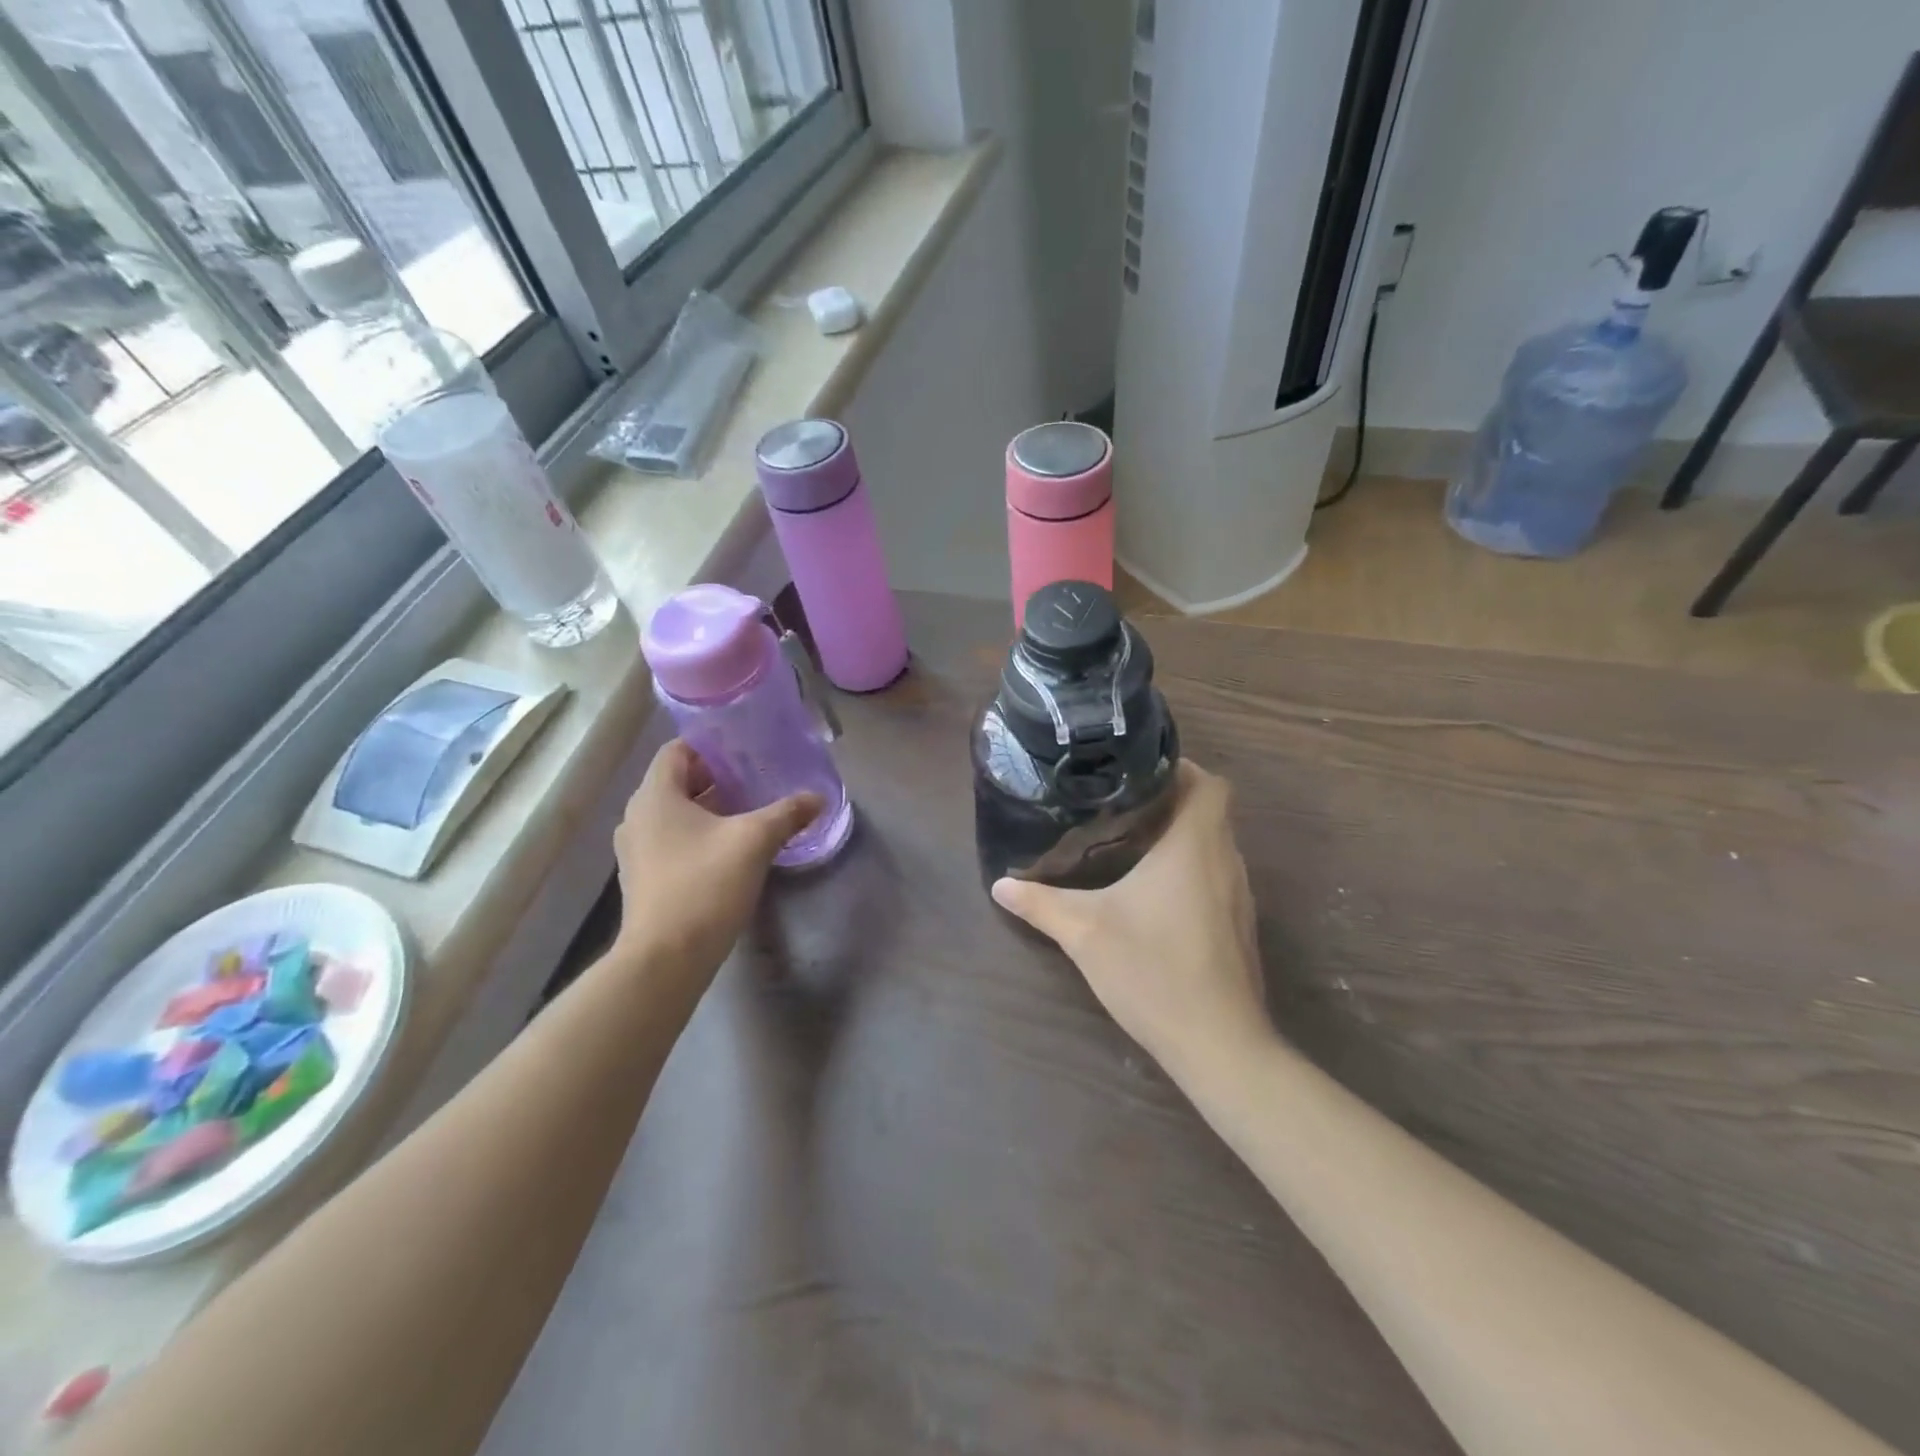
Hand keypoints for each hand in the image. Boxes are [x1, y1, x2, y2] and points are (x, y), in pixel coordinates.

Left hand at [613, 739, 821, 978]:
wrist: (666, 959)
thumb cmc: (705, 885)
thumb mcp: (755, 841)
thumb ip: (787, 813)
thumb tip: (818, 797)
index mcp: (655, 796)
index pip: (677, 751)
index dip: (710, 746)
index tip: (745, 749)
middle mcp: (637, 817)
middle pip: (677, 782)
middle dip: (716, 778)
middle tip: (755, 778)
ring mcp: (636, 851)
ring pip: (675, 814)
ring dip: (709, 809)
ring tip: (749, 812)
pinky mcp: (643, 879)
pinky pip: (672, 842)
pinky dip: (698, 836)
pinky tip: (730, 849)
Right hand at [992, 761, 1272, 1084]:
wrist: (1218, 1044)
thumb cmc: (1153, 970)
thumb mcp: (1084, 932)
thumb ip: (1041, 903)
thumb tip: (1000, 885)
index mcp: (1195, 846)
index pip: (1209, 783)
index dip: (1180, 768)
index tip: (1137, 772)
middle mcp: (1225, 861)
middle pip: (1211, 811)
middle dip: (1171, 800)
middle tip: (1119, 803)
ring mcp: (1239, 896)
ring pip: (1214, 846)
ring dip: (1181, 837)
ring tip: (1130, 841)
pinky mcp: (1238, 926)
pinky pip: (1216, 877)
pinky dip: (1190, 869)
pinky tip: (1152, 894)